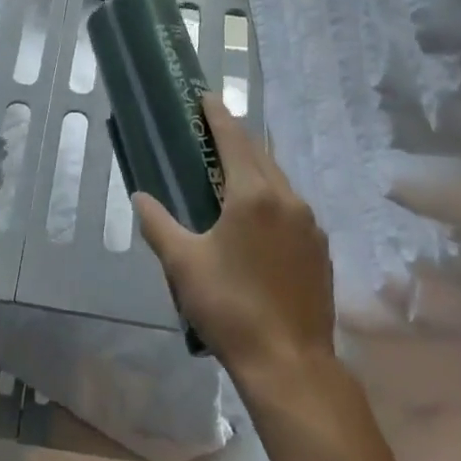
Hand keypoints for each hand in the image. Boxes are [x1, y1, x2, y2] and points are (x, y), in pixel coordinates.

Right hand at [134, 95, 334, 383]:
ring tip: (232, 171)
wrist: (290, 363)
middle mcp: (288, 200)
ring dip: (256, 167)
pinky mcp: (320, 249)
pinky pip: (292, 207)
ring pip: (280, 181)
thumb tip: (140, 197)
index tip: (205, 97)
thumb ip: (158, 224)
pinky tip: (258, 217)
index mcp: (254, 195)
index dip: (218, 116)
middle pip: (260, 155)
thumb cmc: (230, 307)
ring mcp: (310, 225)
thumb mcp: (183, 264)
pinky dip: (272, 196)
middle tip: (212, 130)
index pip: (234, 140)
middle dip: (237, 138)